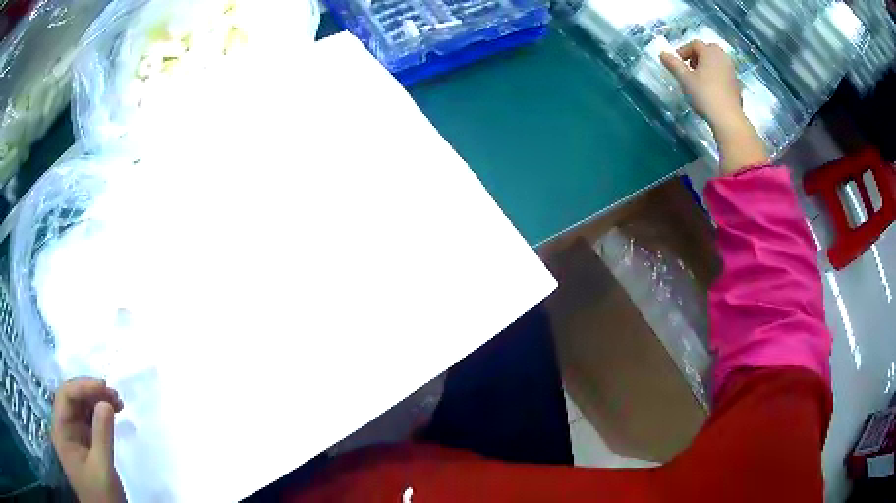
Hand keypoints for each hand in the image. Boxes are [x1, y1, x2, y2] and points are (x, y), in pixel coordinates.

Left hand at [52, 378, 125, 502]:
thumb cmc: (102, 496)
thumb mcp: (103, 468)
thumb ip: (102, 434)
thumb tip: (106, 401)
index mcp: (61, 431)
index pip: (66, 396)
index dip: (83, 386)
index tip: (105, 386)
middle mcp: (64, 428)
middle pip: (72, 399)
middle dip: (91, 392)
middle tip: (115, 395)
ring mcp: (74, 436)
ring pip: (81, 408)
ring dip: (97, 401)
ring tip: (117, 402)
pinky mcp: (84, 444)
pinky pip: (88, 421)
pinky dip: (100, 414)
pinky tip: (111, 414)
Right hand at [660, 40, 767, 173]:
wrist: (728, 119)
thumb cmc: (704, 95)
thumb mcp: (684, 79)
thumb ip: (673, 64)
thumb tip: (663, 53)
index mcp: (710, 52)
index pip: (694, 44)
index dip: (683, 51)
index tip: (677, 63)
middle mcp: (723, 57)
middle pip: (708, 50)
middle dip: (698, 56)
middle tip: (690, 68)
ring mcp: (732, 71)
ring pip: (717, 62)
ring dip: (707, 66)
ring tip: (700, 79)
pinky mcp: (737, 85)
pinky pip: (724, 74)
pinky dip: (716, 77)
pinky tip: (711, 90)